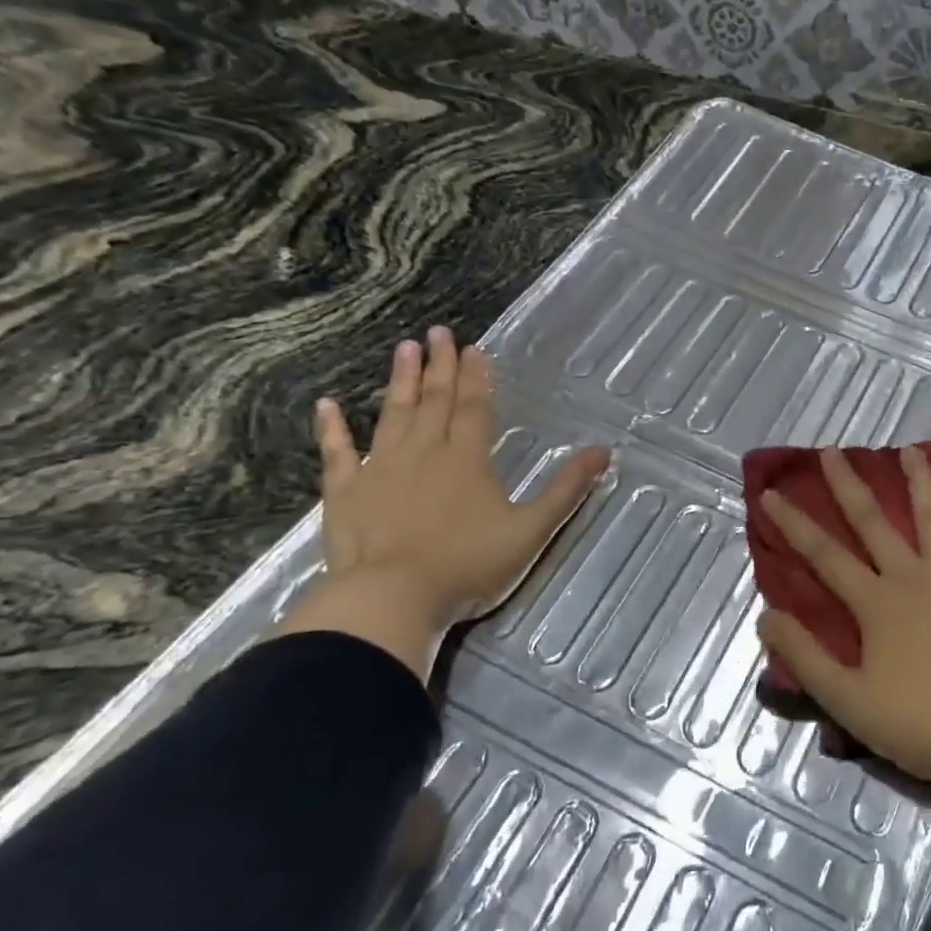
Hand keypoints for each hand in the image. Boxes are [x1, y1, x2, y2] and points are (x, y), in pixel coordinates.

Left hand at [279, 325, 608, 678]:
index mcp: (467, 459)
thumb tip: (604, 451)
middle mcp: (424, 453)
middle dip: (439, 366)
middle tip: (438, 332)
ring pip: (393, 415)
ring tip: (404, 348)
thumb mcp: (532, 529)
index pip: (474, 408)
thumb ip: (567, 489)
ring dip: (399, 381)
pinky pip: (338, 453)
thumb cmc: (469, 565)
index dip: (476, 378)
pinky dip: (332, 429)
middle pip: (434, 401)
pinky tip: (326, 405)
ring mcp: (381, 469)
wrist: (393, 598)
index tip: (473, 348)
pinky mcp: (345, 492)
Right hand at [756, 446, 930, 792]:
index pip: (824, 554)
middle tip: (833, 451)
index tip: (770, 492)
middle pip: (875, 523)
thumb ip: (806, 657)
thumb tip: (766, 616)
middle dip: (849, 486)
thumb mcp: (849, 701)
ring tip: (910, 450)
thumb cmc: (924, 723)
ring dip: (920, 482)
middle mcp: (914, 577)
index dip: (793, 523)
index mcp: (877, 603)